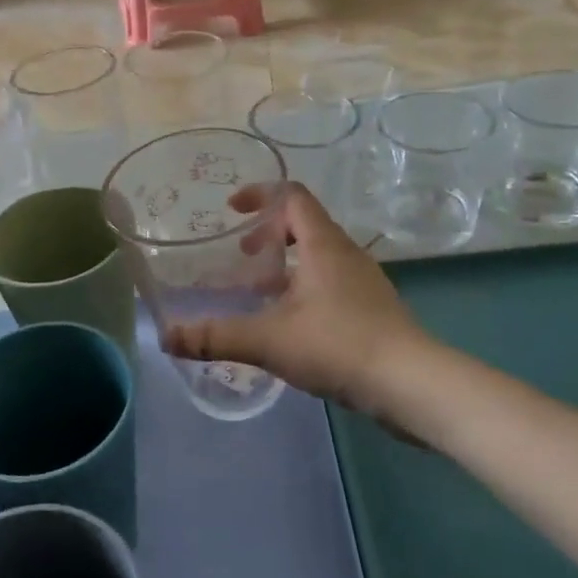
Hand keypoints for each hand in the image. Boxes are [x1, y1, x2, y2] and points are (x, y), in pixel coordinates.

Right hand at [162, 184, 427, 417]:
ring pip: (318, 257)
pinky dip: (305, 289)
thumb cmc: (338, 346)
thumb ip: (216, 337)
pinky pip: (331, 283)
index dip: (259, 194)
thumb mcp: (267, 340)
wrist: (411, 384)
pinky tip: (291, 325)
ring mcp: (364, 281)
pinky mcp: (373, 309)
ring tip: (260, 294)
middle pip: (304, 224)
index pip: (292, 196)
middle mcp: (346, 253)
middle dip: (268, 236)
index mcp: (323, 244)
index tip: (231, 209)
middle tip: (242, 259)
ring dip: (287, 266)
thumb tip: (166, 338)